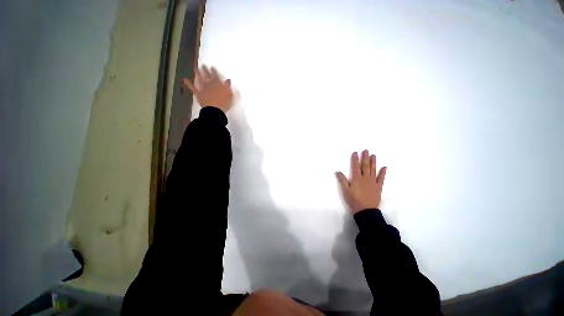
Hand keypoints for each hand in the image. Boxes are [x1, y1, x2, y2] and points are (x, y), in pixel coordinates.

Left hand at [182, 65, 233, 112]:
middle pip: (207, 75)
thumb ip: (228, 86)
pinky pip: (192, 88)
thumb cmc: (224, 103)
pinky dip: (188, 83)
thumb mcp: (229, 94)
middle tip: (203, 65)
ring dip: (198, 74)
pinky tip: (184, 79)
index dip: (213, 70)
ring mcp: (203, 88)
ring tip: (196, 69)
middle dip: (205, 70)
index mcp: (218, 83)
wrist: (215, 110)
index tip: (211, 66)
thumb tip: (228, 80)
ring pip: (200, 79)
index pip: (215, 75)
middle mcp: (210, 84)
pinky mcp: (198, 94)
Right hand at [336, 150, 386, 214]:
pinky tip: (384, 167)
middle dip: (365, 157)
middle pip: (365, 166)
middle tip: (366, 150)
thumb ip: (342, 181)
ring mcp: (373, 182)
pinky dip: (383, 172)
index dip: (355, 159)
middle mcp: (365, 178)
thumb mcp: (346, 191)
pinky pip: (381, 178)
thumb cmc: (354, 201)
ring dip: (373, 162)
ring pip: (373, 169)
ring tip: (374, 155)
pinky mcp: (378, 186)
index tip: (355, 152)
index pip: (355, 166)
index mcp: (357, 179)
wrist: (365, 210)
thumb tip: (337, 171)